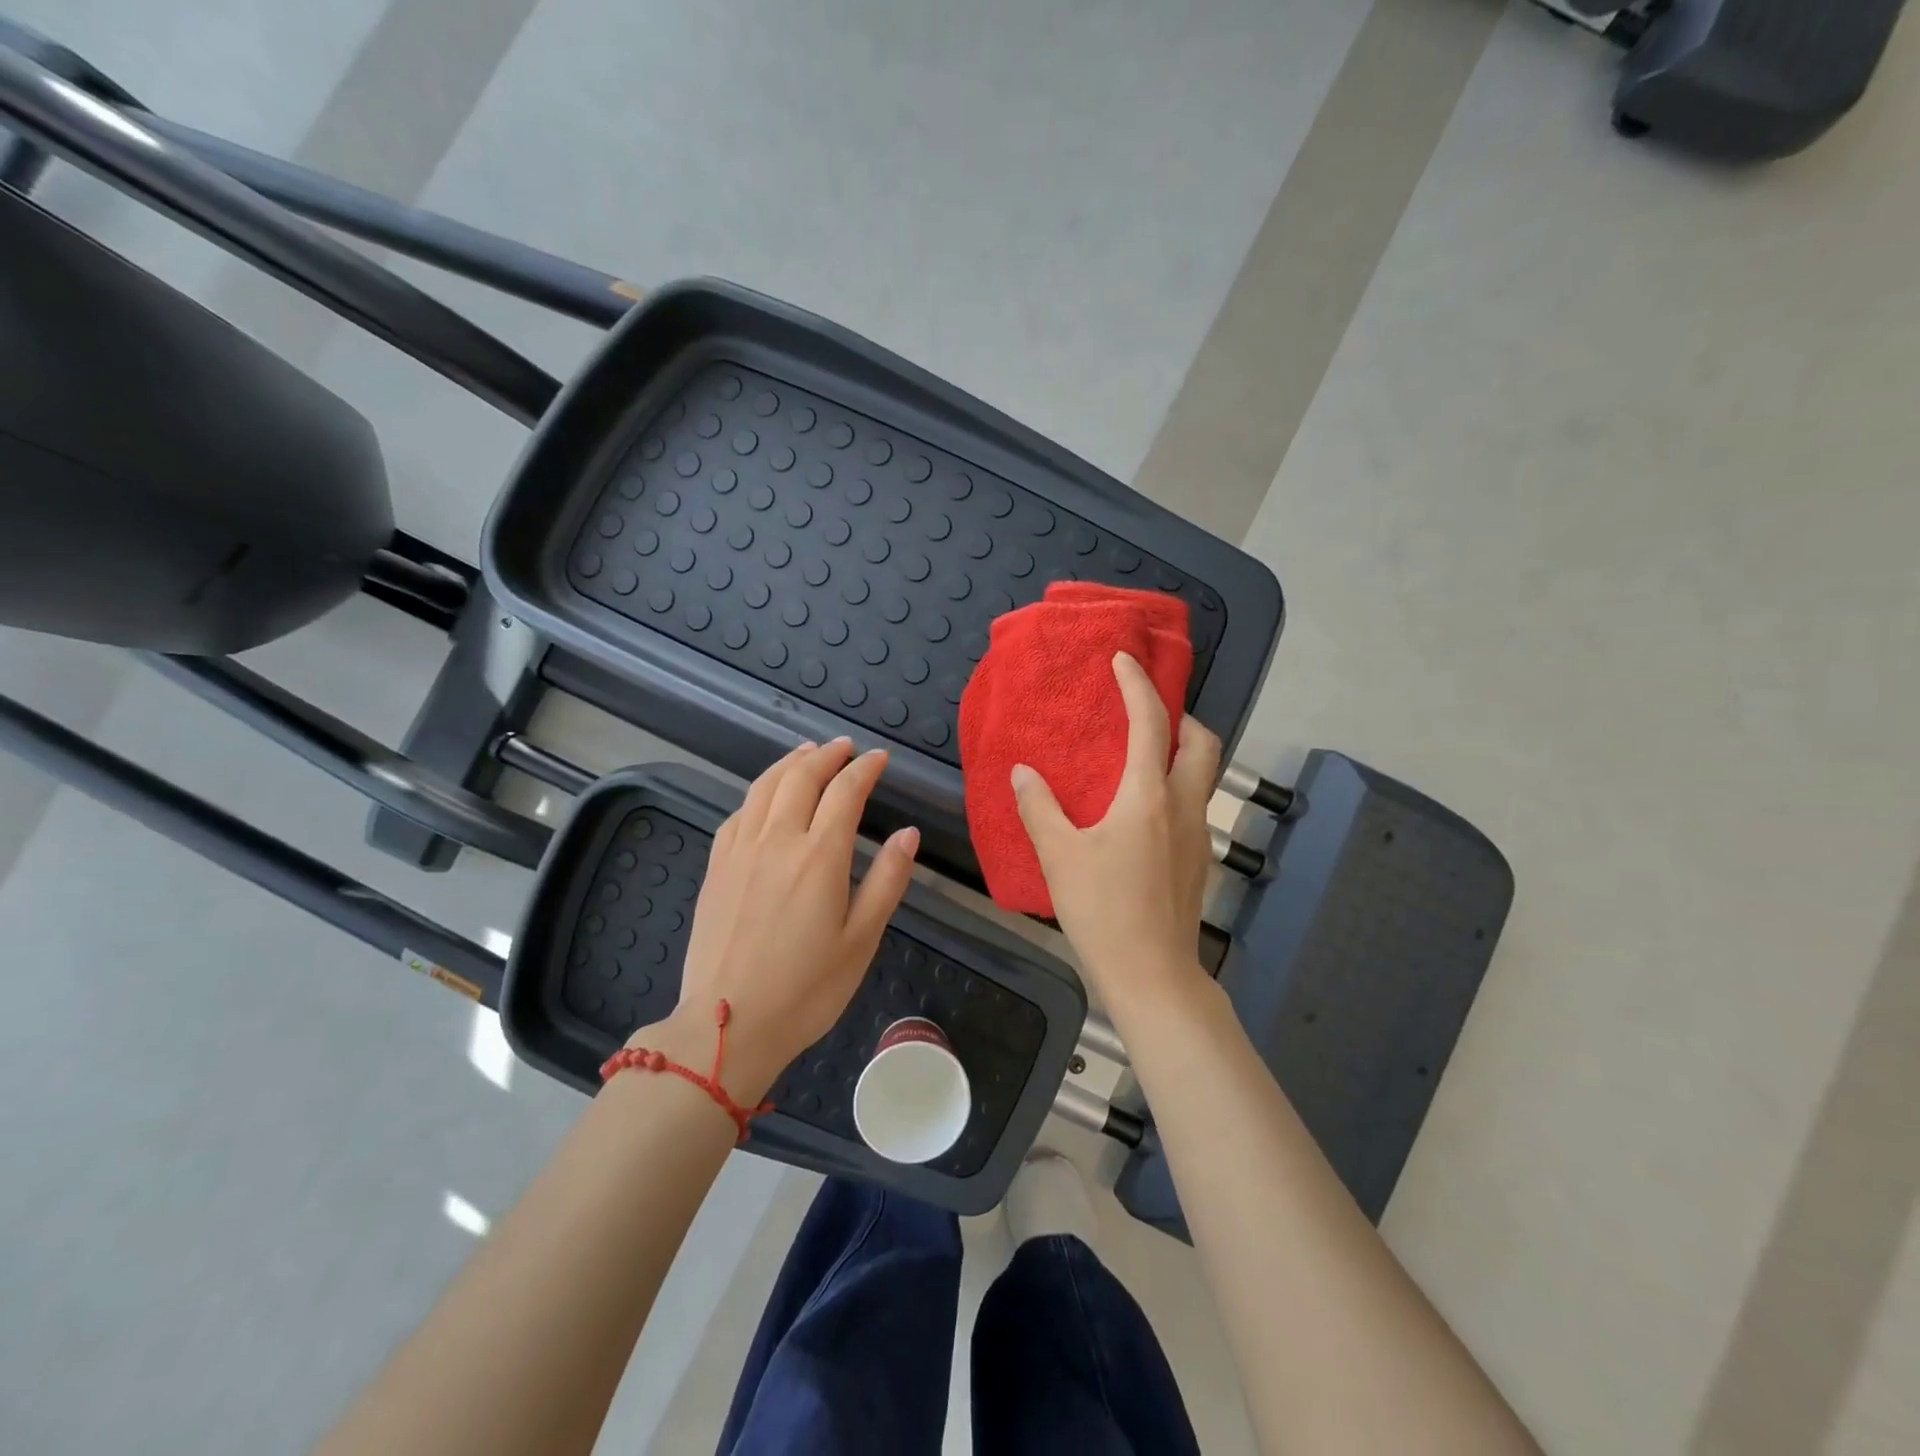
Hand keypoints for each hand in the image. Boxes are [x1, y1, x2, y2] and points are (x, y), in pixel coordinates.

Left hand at [644, 739, 918, 1100]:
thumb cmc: (806, 989)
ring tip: (807, 752)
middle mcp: (777, 840)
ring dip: (789, 762)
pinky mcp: (716, 868)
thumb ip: (887, 880)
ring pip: (764, 787)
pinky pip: (737, 813)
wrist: (728, 1024)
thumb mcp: (861, 939)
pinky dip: (757, 793)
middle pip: (801, 777)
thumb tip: (908, 833)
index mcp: (819, 855)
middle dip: (827, 755)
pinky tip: (764, 797)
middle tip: (845, 747)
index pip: (845, 791)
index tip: (879, 758)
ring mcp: (740, 851)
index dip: (864, 769)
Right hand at [1011, 652, 1218, 1011]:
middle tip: (1146, 714)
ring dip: (1180, 751)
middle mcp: (1183, 806)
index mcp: (1148, 797)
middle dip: (1180, 716)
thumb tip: (1024, 772)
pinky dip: (1175, 785)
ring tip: (1140, 756)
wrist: (1152, 974)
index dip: (1137, 685)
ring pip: (1202, 774)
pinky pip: (1194, 803)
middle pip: (1202, 742)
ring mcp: (1198, 834)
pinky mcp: (1199, 859)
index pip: (1150, 723)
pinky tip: (1143, 809)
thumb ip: (1039, 807)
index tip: (1122, 660)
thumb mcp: (1059, 856)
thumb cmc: (1103, 910)